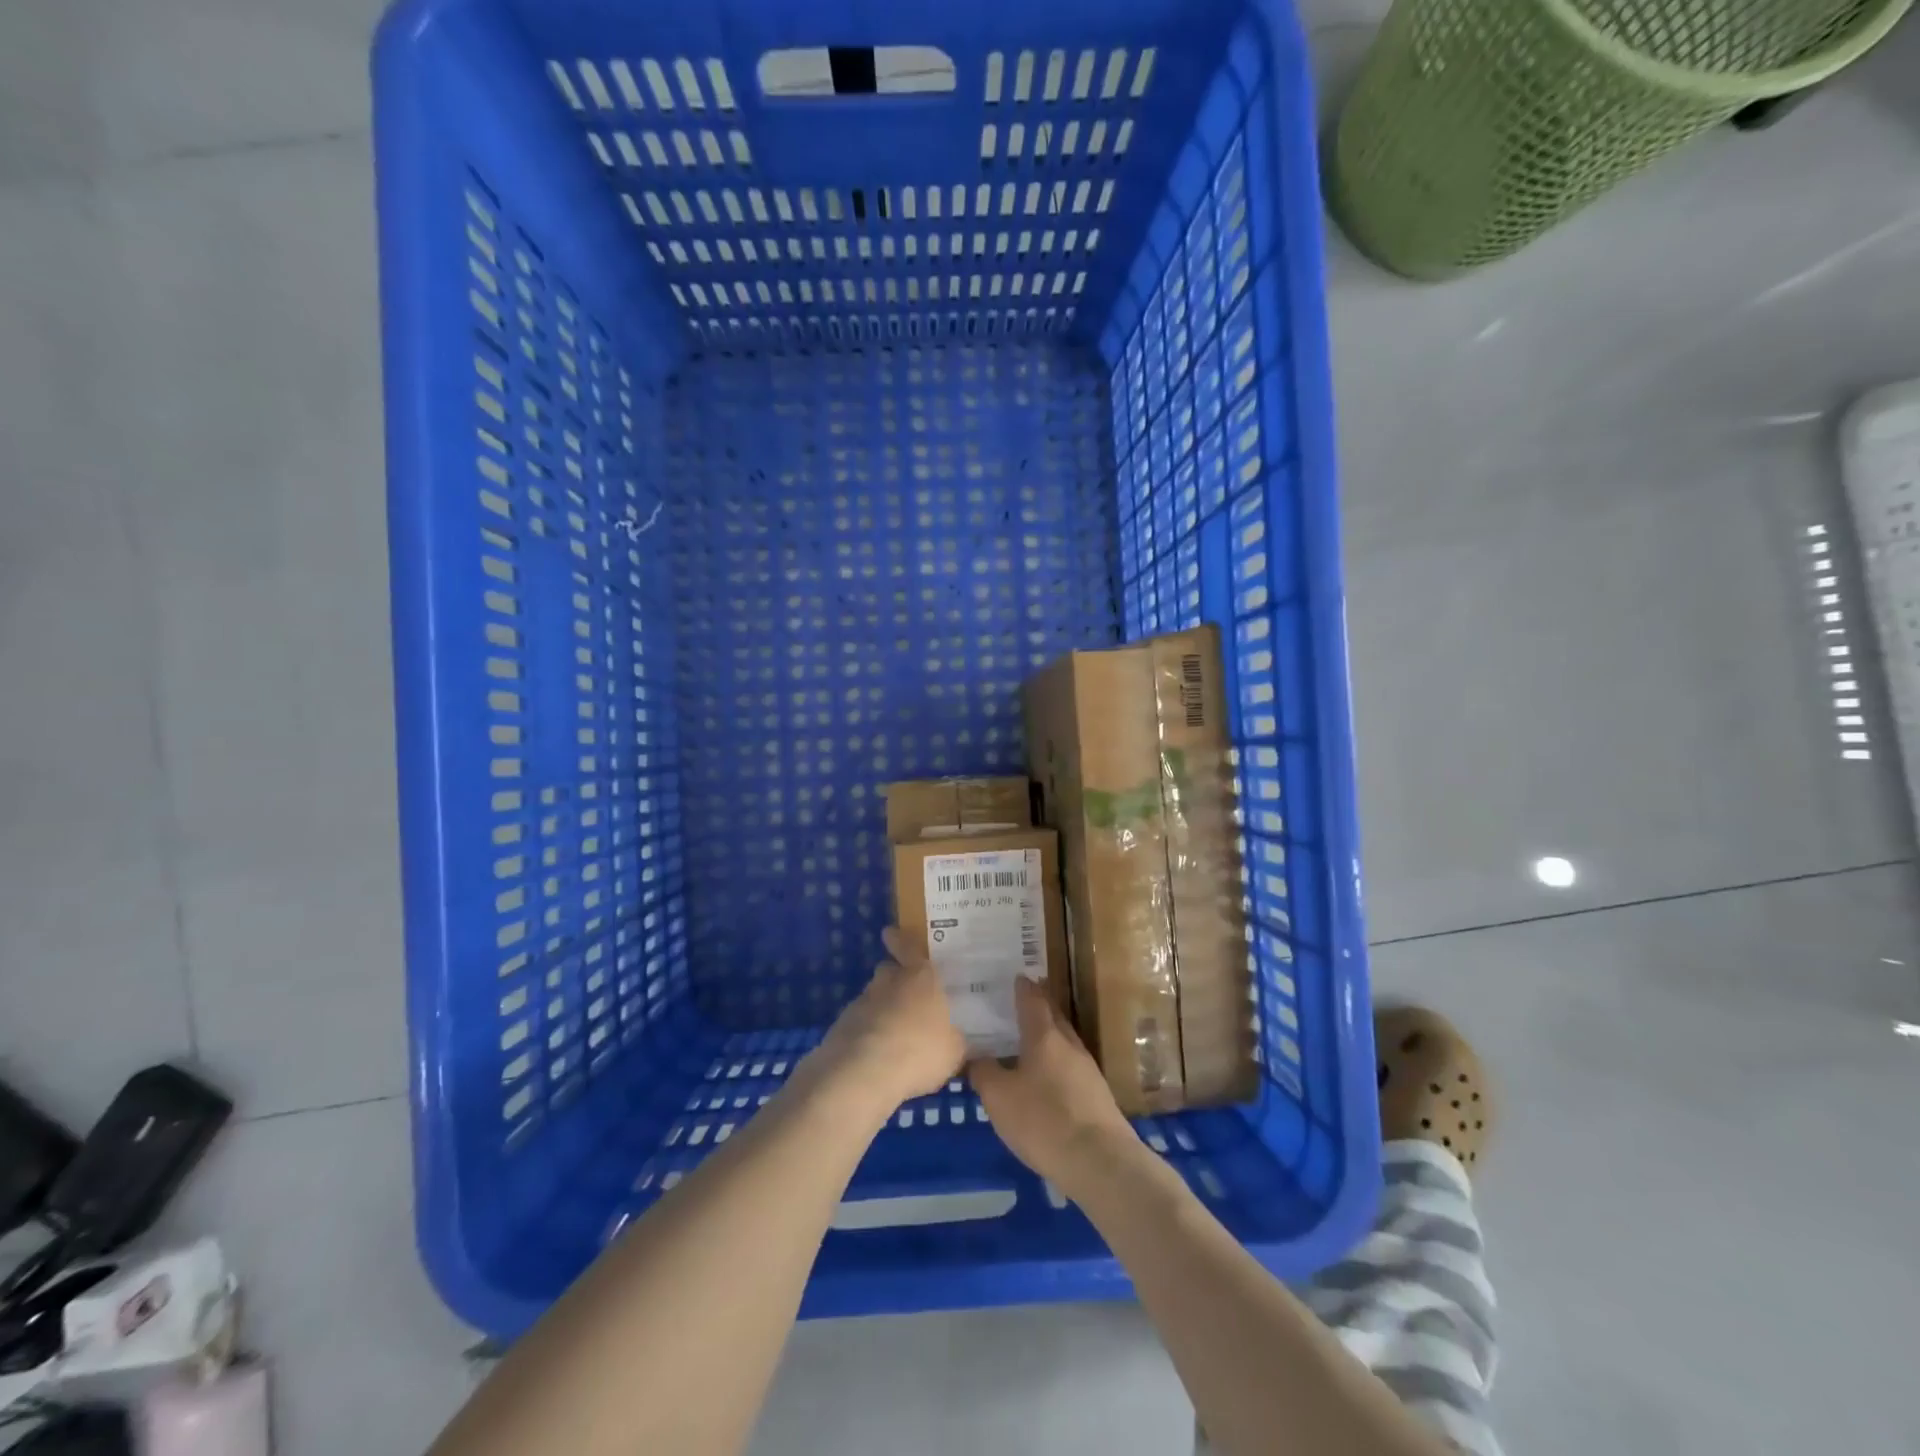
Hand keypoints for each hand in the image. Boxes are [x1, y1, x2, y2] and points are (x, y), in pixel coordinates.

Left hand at [811, 927, 967, 1112]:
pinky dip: (867, 1032)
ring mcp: (862, 1001)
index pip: (908, 947)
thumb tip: (956, 1038)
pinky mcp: (842, 1025)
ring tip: (894, 1035)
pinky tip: (876, 1055)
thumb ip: (954, 1039)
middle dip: (896, 980)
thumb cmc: (919, 1050)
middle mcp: (889, 981)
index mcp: (920, 978)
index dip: (900, 940)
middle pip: (889, 971)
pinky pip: (859, 1023)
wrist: (863, 1072)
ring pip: (874, 997)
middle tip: (908, 998)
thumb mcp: (954, 1051)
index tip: (889, 932)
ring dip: (881, 1009)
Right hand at [969, 978, 1135, 1192]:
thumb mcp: (999, 1098)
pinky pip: (1070, 1067)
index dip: (1022, 987)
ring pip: (1063, 1042)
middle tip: (1017, 1005)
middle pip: (1052, 1016)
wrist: (1099, 1161)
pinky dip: (1055, 1064)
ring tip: (1026, 1042)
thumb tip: (977, 1057)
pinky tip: (1044, 1080)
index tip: (1014, 976)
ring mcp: (1087, 1069)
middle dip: (1037, 1007)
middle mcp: (1068, 1044)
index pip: (1032, 999)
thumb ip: (984, 1073)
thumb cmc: (1043, 1120)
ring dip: (1046, 1038)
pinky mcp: (1097, 1095)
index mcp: (1044, 1035)